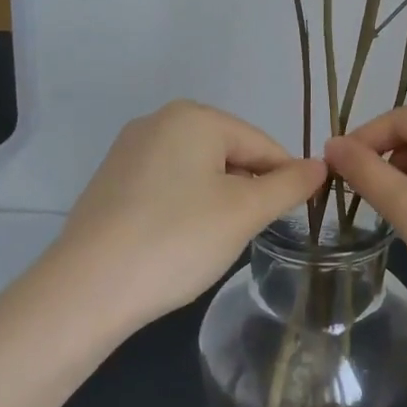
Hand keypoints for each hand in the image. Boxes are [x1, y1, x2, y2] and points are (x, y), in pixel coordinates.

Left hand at [44, 101, 326, 333]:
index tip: (295, 218)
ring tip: (211, 242)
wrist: (86, 289)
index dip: (285, 181)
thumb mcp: (244, 212)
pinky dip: (184, 208)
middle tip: (247, 235)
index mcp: (194, 116)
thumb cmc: (177, 240)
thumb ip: (289, 185)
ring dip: (217, 202)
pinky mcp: (111, 181)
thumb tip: (321, 165)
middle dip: (246, 192)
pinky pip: (167, 185)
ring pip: (198, 171)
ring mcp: (129, 150)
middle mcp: (159, 121)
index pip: (262, 144)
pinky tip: (178, 241)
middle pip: (229, 154)